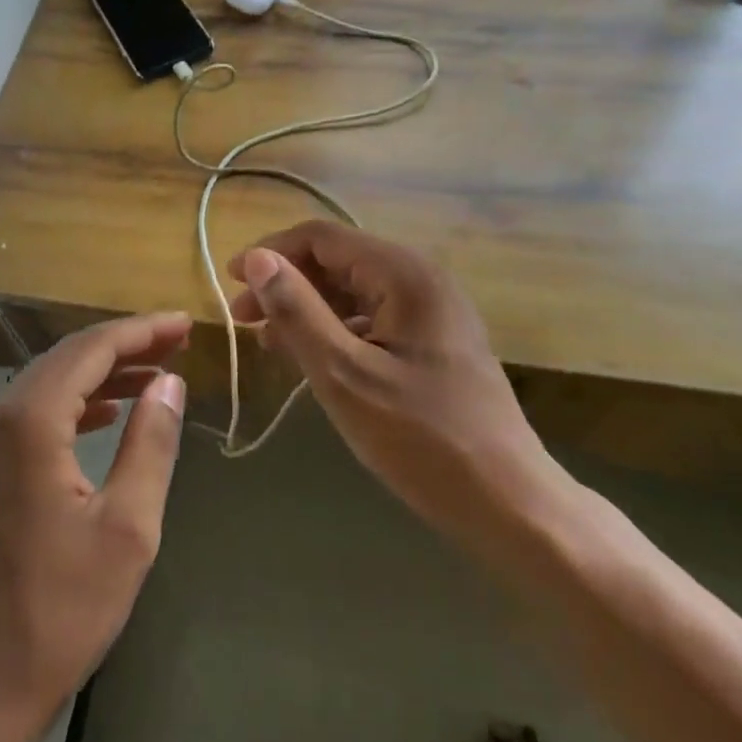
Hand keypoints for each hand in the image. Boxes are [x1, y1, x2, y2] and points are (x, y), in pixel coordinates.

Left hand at [0, 313, 189, 741]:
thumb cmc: (58, 611)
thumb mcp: (127, 528)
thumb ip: (150, 444)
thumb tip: (169, 382)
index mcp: (29, 421)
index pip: (92, 349)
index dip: (142, 331)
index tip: (185, 324)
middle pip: (66, 359)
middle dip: (124, 347)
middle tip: (175, 345)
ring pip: (47, 385)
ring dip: (99, 376)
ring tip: (151, 376)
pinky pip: (29, 415)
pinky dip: (71, 405)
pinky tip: (103, 415)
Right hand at [227, 221, 565, 553]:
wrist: (510, 504)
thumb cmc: (422, 439)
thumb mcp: (344, 374)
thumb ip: (298, 311)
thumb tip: (256, 259)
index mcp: (403, 274)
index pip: (322, 238)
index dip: (271, 253)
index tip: (230, 282)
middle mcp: (420, 278)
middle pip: (337, 260)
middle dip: (286, 283)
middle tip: (243, 321)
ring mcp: (432, 310)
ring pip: (353, 290)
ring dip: (308, 309)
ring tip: (269, 343)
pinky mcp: (435, 340)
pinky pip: (372, 317)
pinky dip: (335, 330)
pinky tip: (312, 358)